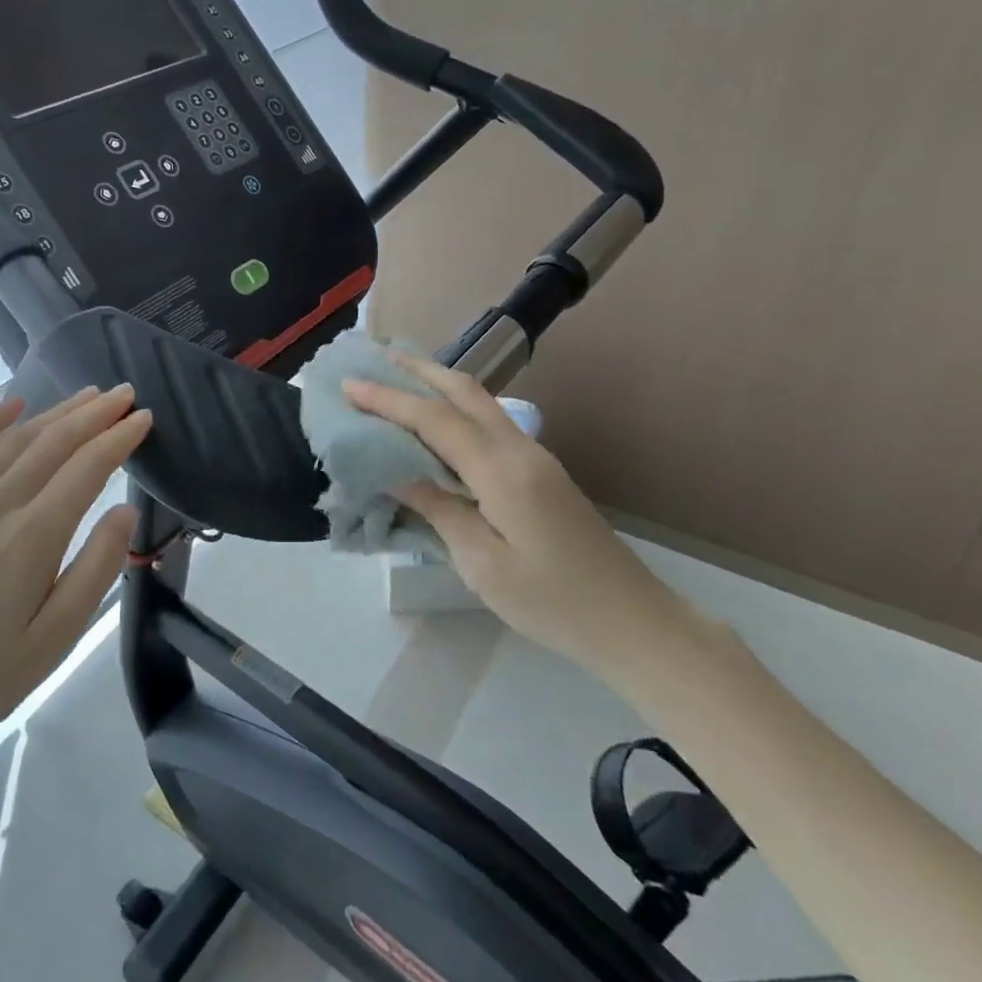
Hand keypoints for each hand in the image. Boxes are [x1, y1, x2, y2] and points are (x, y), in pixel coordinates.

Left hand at [0, 385, 151, 790]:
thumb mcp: (56, 638)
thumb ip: (95, 568)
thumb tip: (125, 510)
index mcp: (32, 537)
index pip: (86, 468)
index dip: (119, 438)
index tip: (146, 417)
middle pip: (53, 443)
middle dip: (94, 414)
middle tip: (126, 393)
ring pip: (16, 441)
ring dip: (55, 412)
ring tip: (87, 395)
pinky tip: (13, 405)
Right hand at [342, 356, 673, 668]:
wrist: (633, 623)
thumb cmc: (553, 601)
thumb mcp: (482, 564)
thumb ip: (437, 508)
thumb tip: (394, 471)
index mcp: (502, 471)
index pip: (435, 420)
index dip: (388, 400)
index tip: (348, 385)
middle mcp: (519, 450)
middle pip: (465, 391)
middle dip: (418, 370)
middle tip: (375, 358)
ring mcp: (535, 458)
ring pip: (480, 403)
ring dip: (438, 384)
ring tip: (398, 378)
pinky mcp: (540, 473)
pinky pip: (489, 424)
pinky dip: (455, 409)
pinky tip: (436, 422)